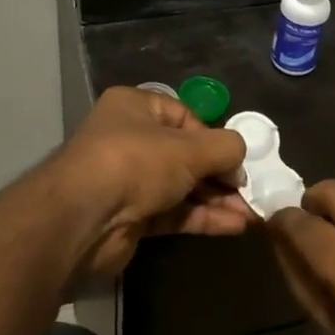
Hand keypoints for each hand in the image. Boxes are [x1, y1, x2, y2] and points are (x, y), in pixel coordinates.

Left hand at [55, 87, 252, 277]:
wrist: (83, 220)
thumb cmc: (136, 163)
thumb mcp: (190, 148)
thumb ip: (225, 148)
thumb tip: (240, 160)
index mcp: (135, 108)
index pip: (185, 117)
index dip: (213, 138)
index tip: (235, 160)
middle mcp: (129, 140)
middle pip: (185, 155)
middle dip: (220, 175)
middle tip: (249, 192)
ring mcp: (128, 180)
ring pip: (182, 187)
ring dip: (216, 200)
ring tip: (251, 214)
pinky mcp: (131, 216)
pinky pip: (174, 212)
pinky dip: (202, 218)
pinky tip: (234, 226)